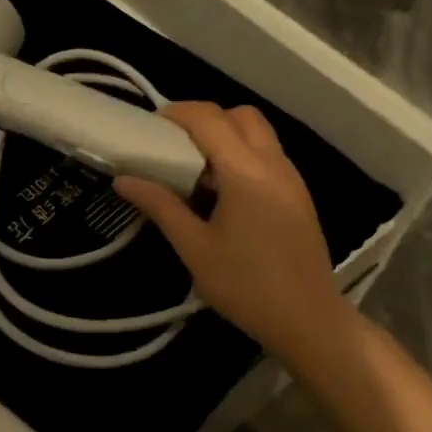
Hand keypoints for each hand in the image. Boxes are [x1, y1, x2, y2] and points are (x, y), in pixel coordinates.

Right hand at [114, 102, 346, 365]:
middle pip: (240, 115)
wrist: (307, 318)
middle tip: (174, 145)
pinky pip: (268, 155)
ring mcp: (291, 178)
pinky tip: (221, 192)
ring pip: (258, 133)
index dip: (177, 113)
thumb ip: (160, 206)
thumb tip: (124, 179)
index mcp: (246, 172)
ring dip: (226, 136)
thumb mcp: (194, 248)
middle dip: (205, 118)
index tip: (149, 127)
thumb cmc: (245, 285)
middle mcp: (273, 164)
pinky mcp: (298, 195)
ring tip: (194, 169)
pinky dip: (242, 155)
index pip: (209, 119)